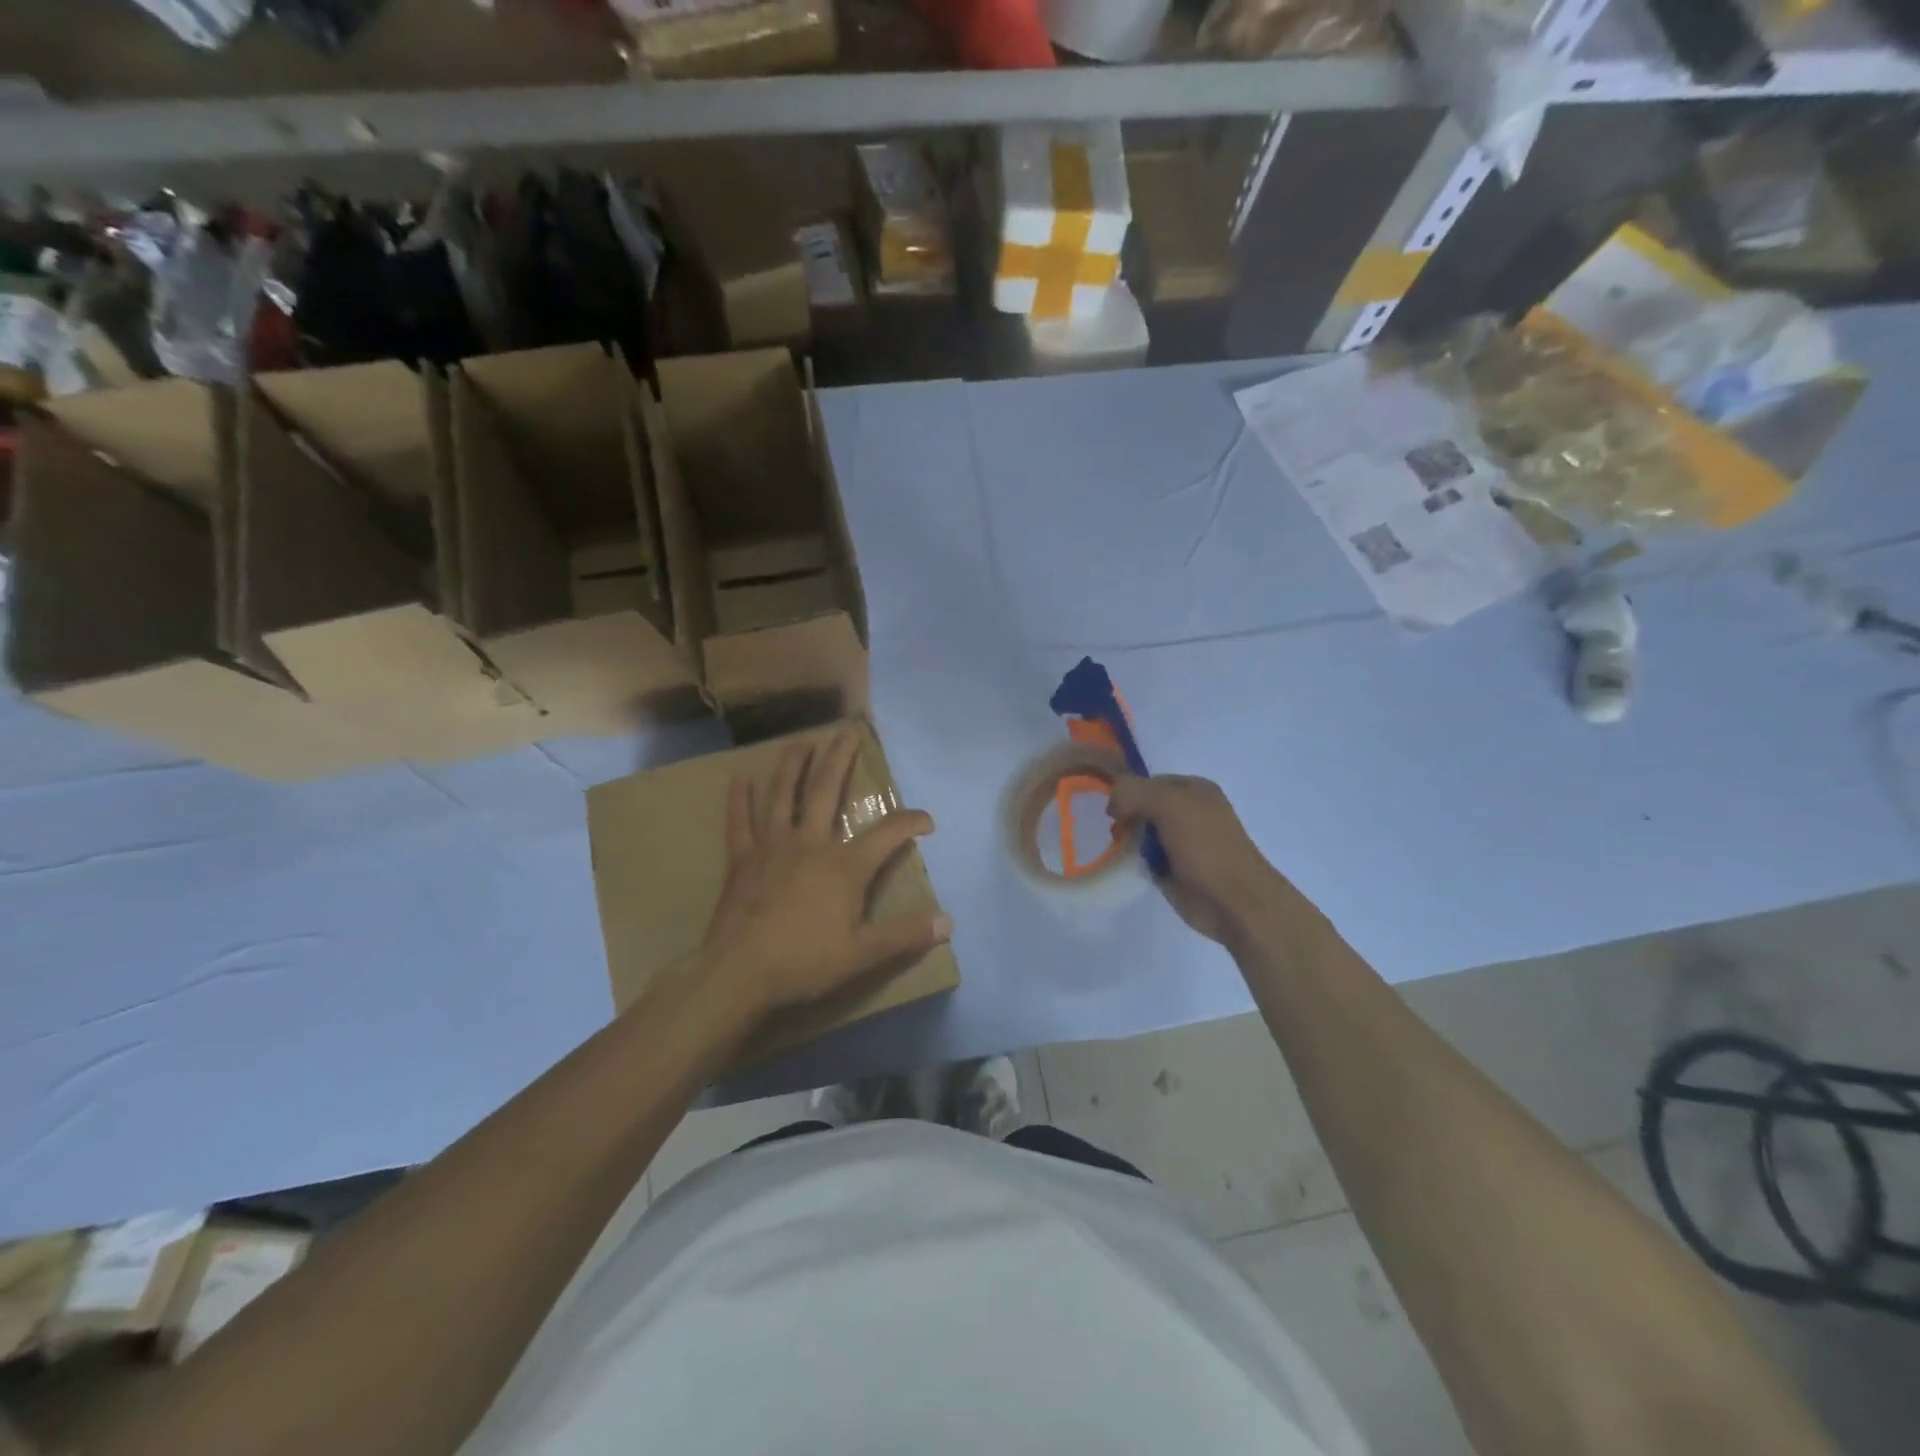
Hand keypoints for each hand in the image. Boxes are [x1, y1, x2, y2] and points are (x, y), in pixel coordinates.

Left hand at [701, 727, 951, 1017]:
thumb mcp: (863, 954)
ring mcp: (772, 847)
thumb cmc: (804, 962)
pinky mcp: (741, 860)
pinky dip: (740, 800)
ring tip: (801, 742)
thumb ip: (905, 935)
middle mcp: (810, 844)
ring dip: (793, 766)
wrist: (739, 975)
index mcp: (844, 866)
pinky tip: (740, 779)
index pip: (888, 834)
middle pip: (828, 791)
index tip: (927, 821)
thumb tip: (948, 922)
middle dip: (841, 759)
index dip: (911, 822)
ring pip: (783, 795)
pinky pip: (740, 822)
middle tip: (848, 731)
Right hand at [1107, 774, 1291, 945]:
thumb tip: (1112, 805)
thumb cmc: (1206, 846)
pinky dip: (1134, 860)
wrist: (1233, 901)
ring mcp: (1181, 842)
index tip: (1115, 812)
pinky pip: (1145, 857)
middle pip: (1143, 806)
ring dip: (1128, 840)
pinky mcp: (1174, 868)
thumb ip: (1134, 792)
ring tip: (1123, 852)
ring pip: (1141, 832)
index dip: (1129, 792)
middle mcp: (1188, 812)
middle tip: (1118, 833)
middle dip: (1127, 817)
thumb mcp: (1169, 804)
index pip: (1149, 781)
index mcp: (1194, 789)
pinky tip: (1130, 866)